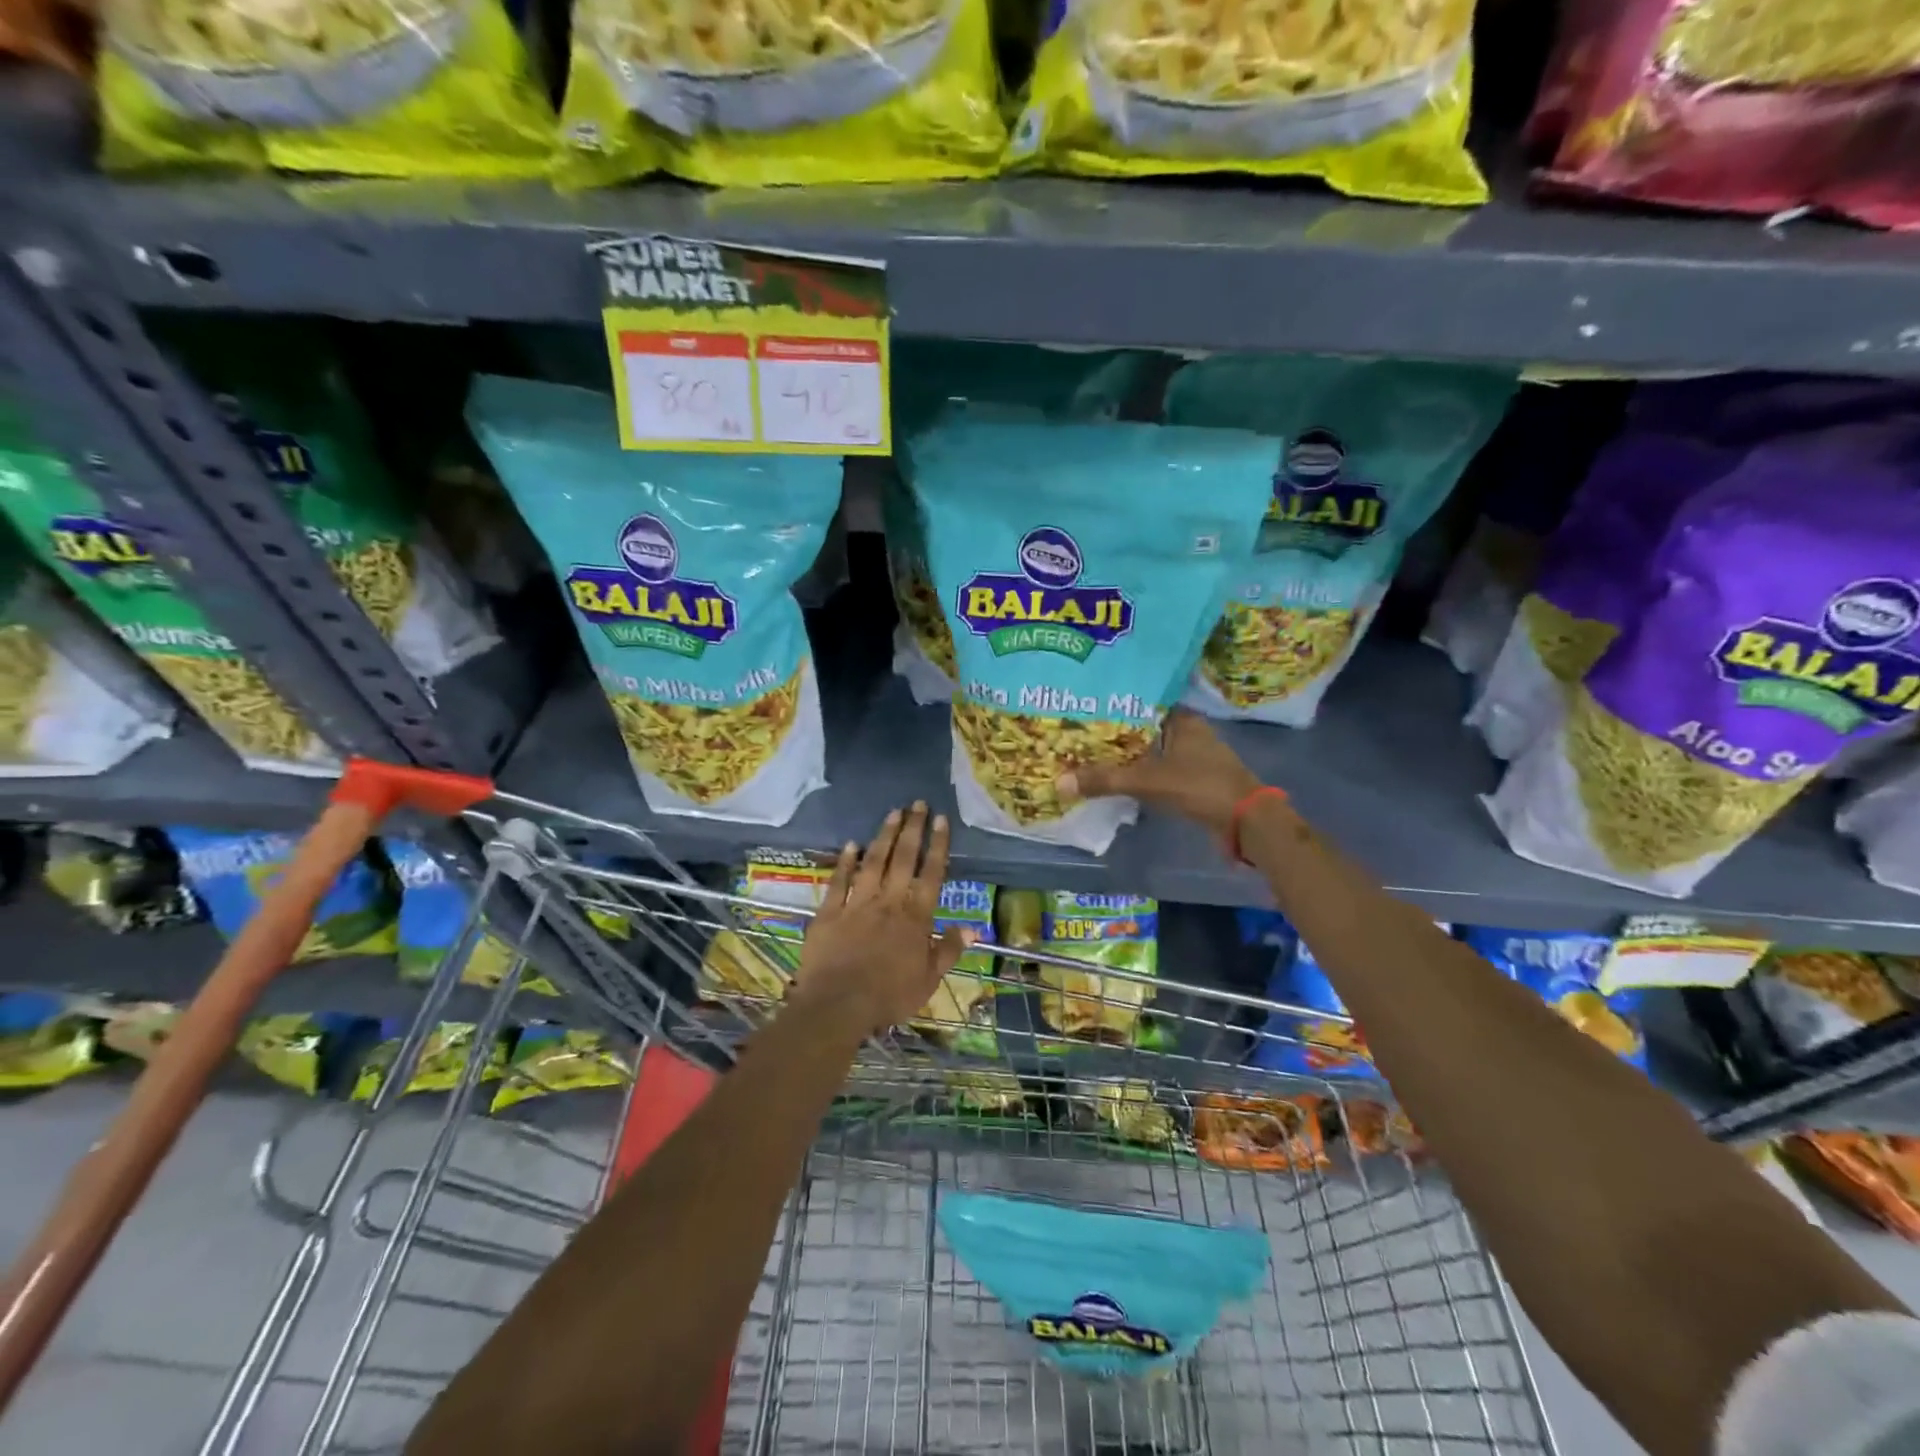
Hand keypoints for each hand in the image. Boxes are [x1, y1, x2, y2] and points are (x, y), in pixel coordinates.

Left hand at [793, 802, 972, 1034]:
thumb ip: (949, 950)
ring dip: (884, 836)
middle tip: (918, 803)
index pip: (931, 873)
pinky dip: (845, 862)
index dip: (937, 845)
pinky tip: (851, 844)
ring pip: (873, 862)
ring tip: (892, 813)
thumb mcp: (928, 980)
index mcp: (916, 917)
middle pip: (903, 858)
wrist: (837, 1004)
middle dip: (912, 829)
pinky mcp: (829, 912)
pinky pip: (839, 881)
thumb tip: (973, 928)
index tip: (941, 819)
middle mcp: (888, 902)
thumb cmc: (888, 996)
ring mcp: (856, 903)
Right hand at [1056, 709, 1268, 841]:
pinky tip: (1116, 775)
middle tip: (1077, 731)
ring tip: (1088, 752)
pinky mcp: (1193, 777)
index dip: (1113, 703)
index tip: (1083, 706)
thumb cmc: (1201, 787)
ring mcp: (1192, 755)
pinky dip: (1138, 770)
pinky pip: (1157, 767)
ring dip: (1126, 752)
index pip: (1141, 701)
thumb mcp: (1149, 781)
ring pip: (1150, 748)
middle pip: (1142, 726)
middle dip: (1114, 730)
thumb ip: (1106, 780)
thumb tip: (1060, 782)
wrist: (1247, 821)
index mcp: (1181, 719)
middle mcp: (1187, 731)